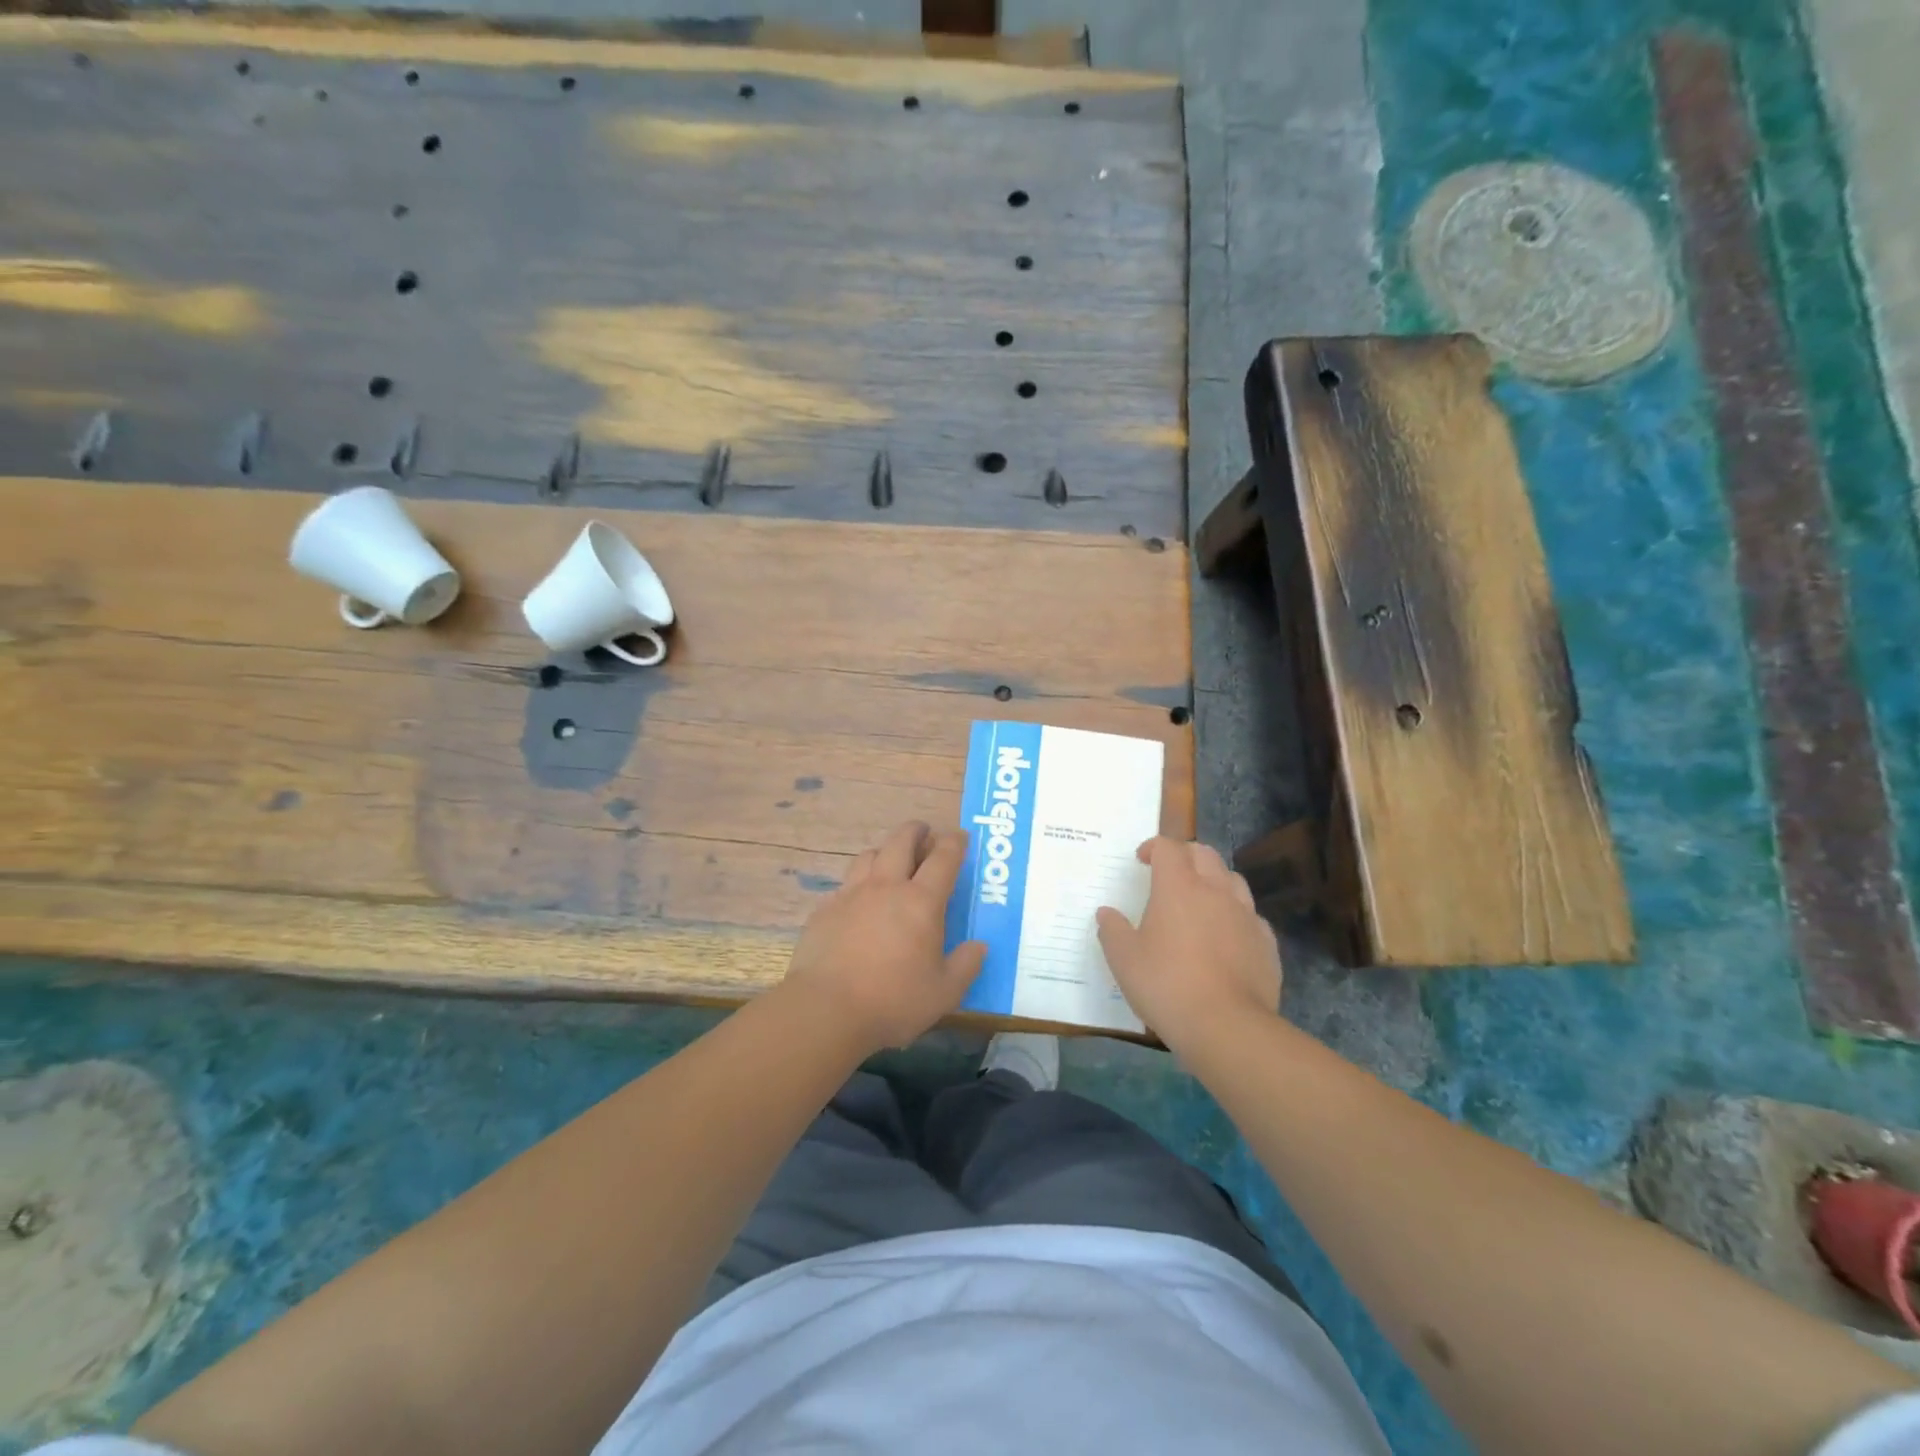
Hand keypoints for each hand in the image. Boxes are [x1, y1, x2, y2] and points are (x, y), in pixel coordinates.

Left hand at [783, 821, 987, 1051]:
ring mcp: (850, 895)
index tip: (960, 837)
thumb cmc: (893, 1001)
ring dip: (884, 851)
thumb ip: (966, 965)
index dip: (954, 843)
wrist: (825, 1009)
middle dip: (915, 831)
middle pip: (901, 842)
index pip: (943, 858)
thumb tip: (979, 946)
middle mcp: (886, 887)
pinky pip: (844, 885)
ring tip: (890, 861)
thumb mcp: (944, 993)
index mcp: (921, 902)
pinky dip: (857, 884)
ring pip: (869, 856)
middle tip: (923, 833)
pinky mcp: (824, 910)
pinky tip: (858, 902)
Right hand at [1096, 837, 1282, 1050]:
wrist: (1227, 1026)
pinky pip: (1251, 915)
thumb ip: (1112, 930)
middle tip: (1169, 872)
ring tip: (1200, 900)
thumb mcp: (1123, 959)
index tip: (1141, 860)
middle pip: (1204, 854)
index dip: (1153, 847)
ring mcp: (1246, 915)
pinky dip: (1235, 915)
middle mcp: (1215, 891)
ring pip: (1233, 879)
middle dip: (1185, 855)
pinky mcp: (1266, 942)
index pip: (1167, 848)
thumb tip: (1106, 913)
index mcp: (1178, 887)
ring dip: (1214, 880)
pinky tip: (1226, 936)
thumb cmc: (1166, 985)